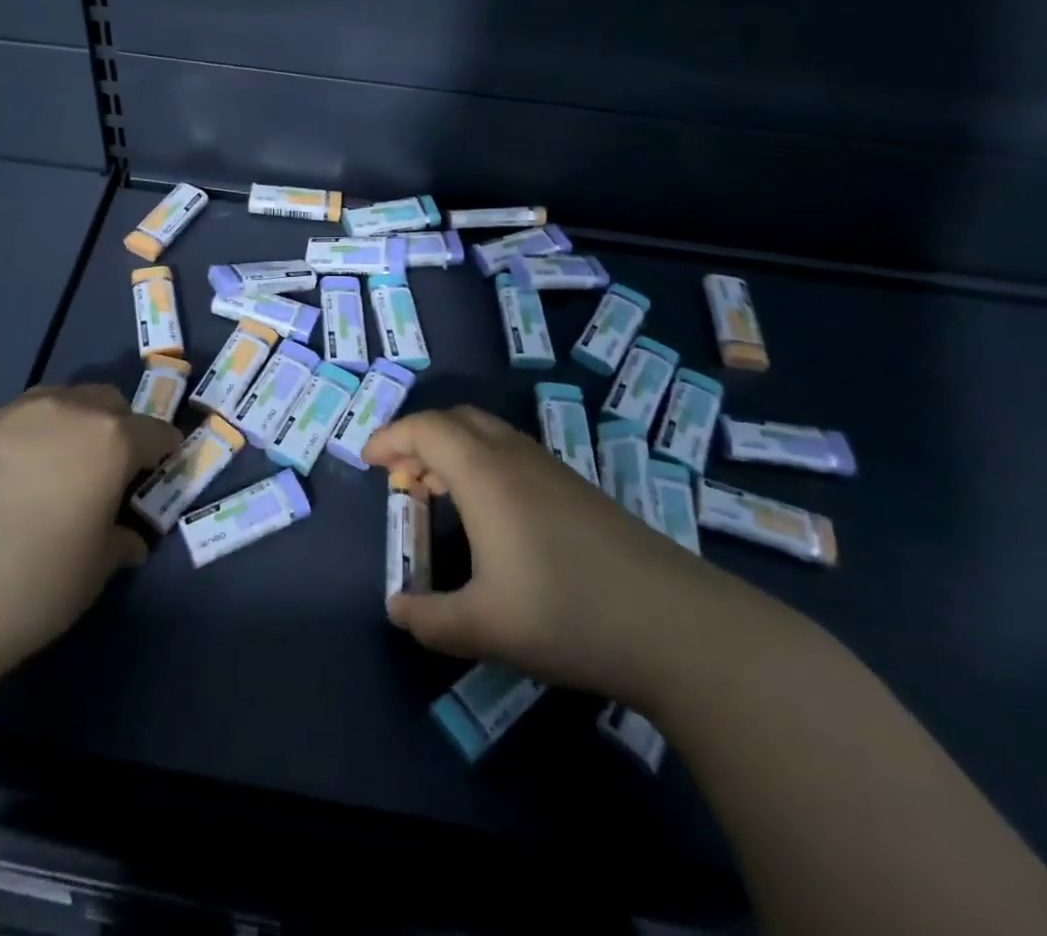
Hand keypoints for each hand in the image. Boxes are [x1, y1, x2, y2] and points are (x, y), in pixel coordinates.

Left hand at [0, 385, 178, 683]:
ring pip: (53, 400)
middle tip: (104, 470)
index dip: (163, 452)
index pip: (155, 432)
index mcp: (109, 440)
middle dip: (116, 427)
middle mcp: (63, 411)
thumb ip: (119, 542)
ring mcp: (7, 413)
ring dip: (65, 424)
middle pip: (106, 401)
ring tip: (47, 469)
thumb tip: (127, 539)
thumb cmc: (32, 586)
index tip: (158, 473)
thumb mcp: (94, 572)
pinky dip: (15, 440)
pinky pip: (4, 421)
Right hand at [365, 406, 750, 704]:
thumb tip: (398, 611)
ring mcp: (552, 470)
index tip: (368, 462)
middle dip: (419, 438)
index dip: (391, 437)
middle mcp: (516, 458)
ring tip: (437, 493)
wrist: (678, 626)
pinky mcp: (578, 489)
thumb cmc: (569, 615)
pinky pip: (513, 453)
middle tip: (400, 477)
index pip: (426, 428)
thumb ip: (430, 619)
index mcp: (485, 474)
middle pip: (457, 420)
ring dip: (453, 450)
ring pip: (488, 434)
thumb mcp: (486, 627)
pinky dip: (482, 463)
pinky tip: (490, 513)